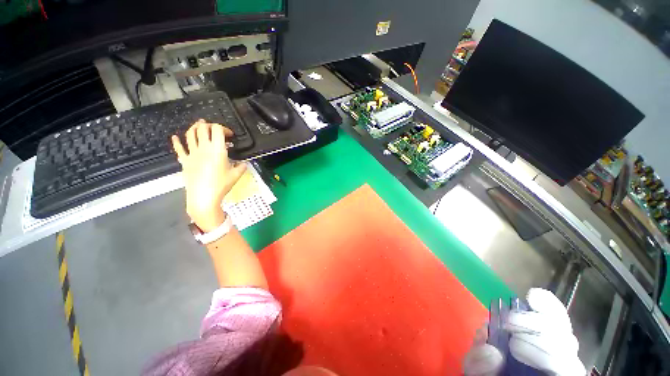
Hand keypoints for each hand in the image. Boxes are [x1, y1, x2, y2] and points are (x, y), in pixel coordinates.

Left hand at [172, 120, 246, 231]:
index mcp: (217, 150)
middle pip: (203, 128)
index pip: (218, 130)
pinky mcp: (184, 161)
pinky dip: (176, 141)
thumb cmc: (221, 185)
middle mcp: (203, 148)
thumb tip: (244, 164)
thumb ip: (241, 167)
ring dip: (194, 127)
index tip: (229, 135)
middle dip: (209, 125)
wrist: (203, 197)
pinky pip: (179, 148)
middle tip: (214, 128)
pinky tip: (175, 137)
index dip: (224, 128)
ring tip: (198, 126)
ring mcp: (192, 153)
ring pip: (190, 134)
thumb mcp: (236, 175)